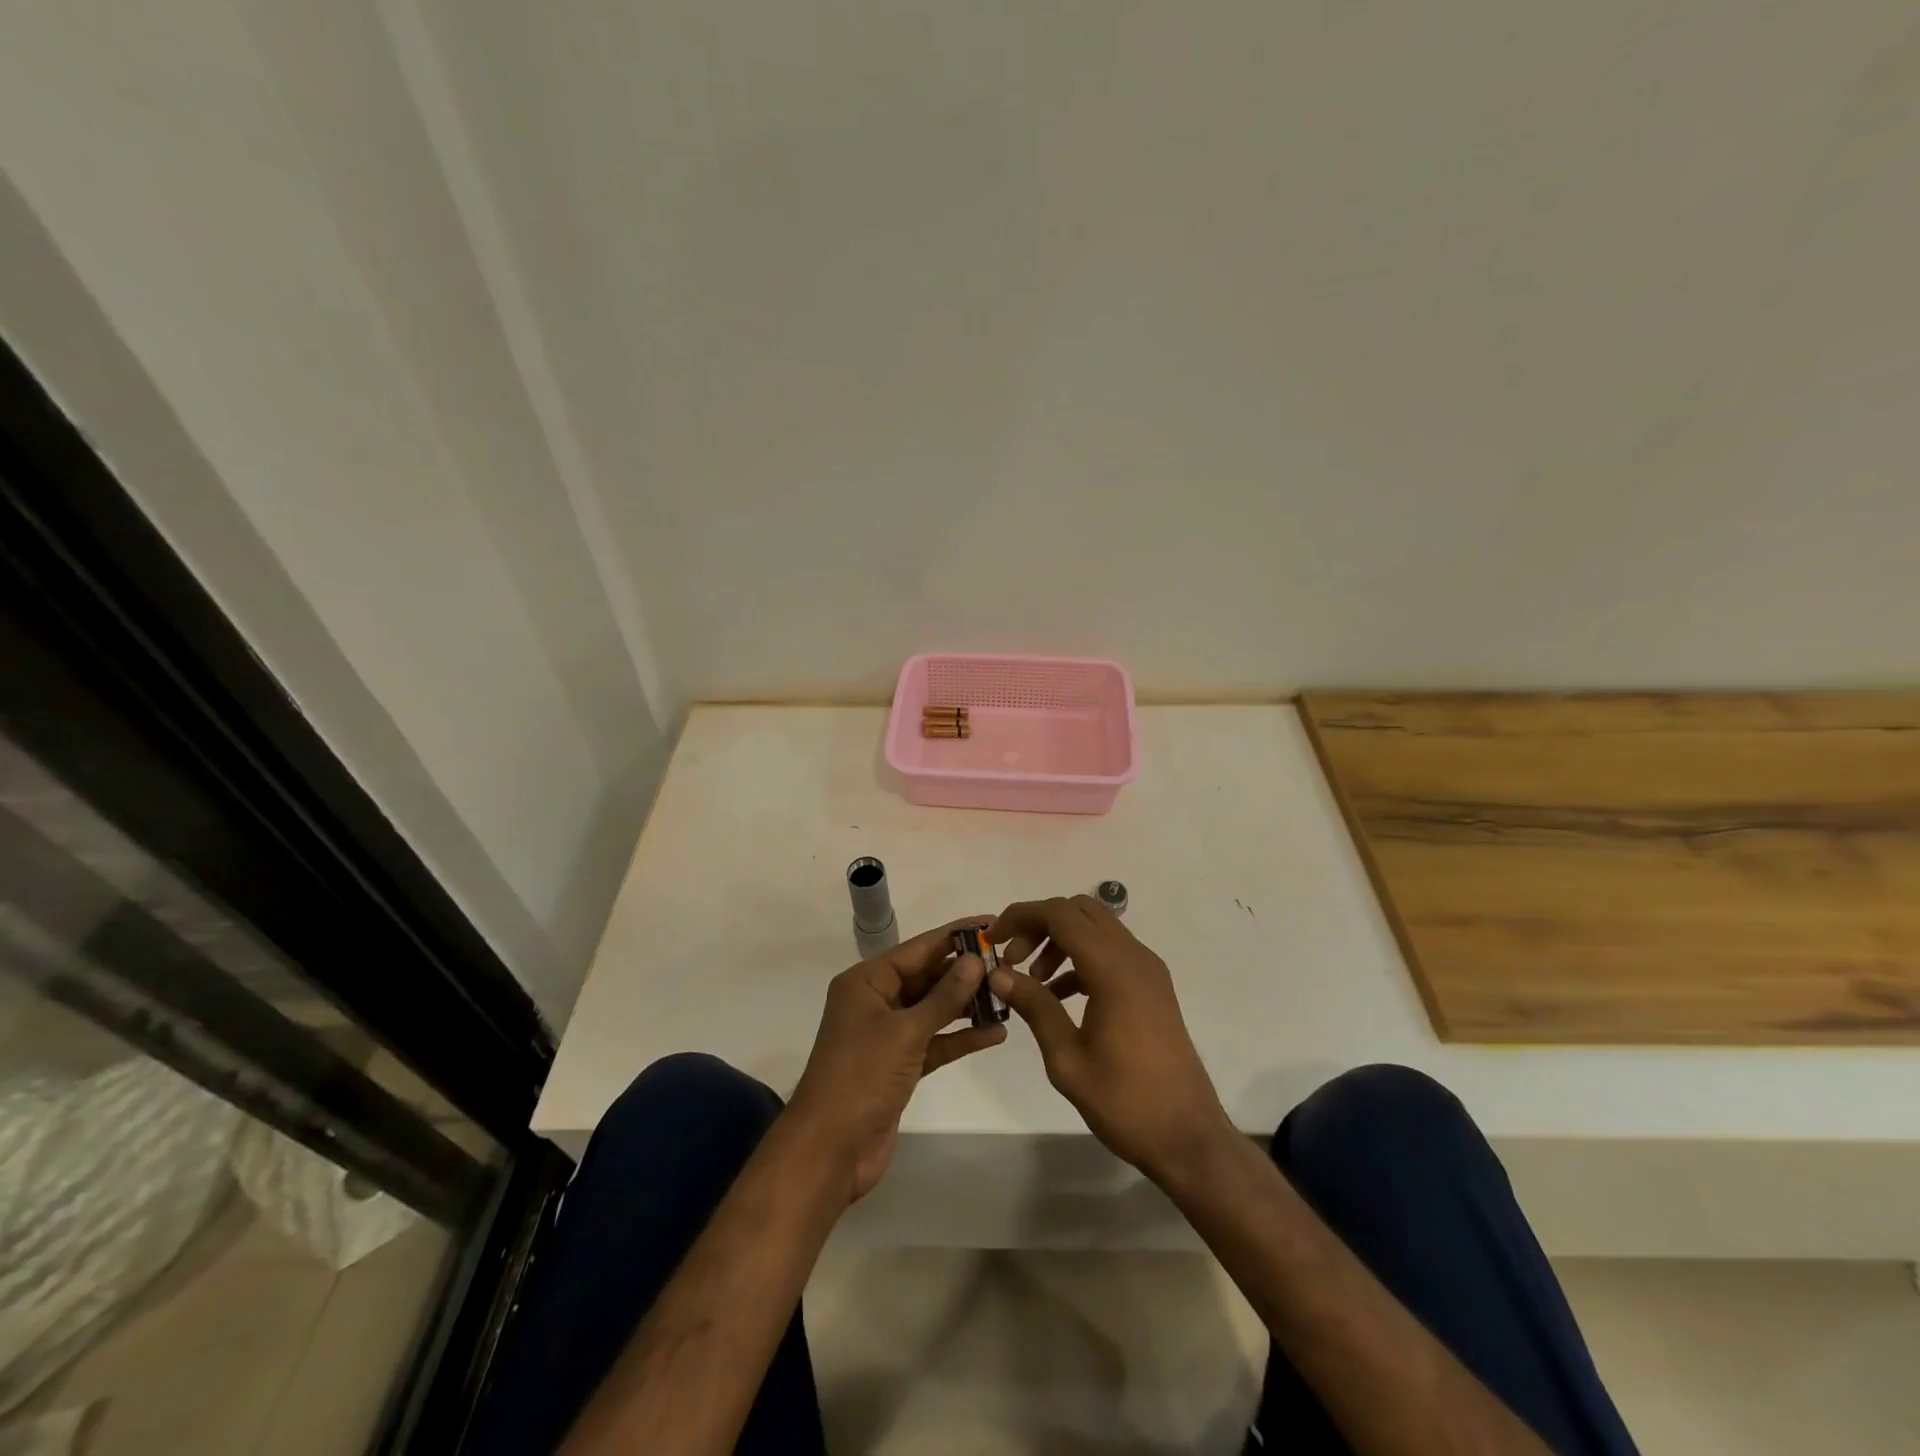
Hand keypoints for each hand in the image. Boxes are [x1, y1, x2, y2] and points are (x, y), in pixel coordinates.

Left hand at [786, 916, 1007, 1204]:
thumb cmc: (861, 1077)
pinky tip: (995, 1033)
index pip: (917, 949)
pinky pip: (935, 1041)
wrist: (830, 1150)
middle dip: (964, 973)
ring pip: (933, 1010)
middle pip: (926, 977)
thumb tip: (975, 960)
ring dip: (967, 1005)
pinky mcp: (899, 1066)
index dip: (954, 936)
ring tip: (1008, 995)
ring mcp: (887, 1035)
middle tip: (1008, 963)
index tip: (990, 923)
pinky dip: (960, 1037)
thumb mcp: (905, 1031)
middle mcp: (876, 1002)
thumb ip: (944, 996)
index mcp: (866, 982)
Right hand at [989, 895, 1232, 1186]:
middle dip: (1040, 924)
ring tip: (1033, 980)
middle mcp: (1135, 957)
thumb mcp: (1067, 1059)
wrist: (1188, 1137)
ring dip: (1060, 940)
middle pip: (1080, 910)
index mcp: (1114, 970)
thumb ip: (1034, 1006)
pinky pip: (1111, 952)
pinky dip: (1081, 958)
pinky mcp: (1152, 986)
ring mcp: (1148, 970)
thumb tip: (998, 974)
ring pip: (1097, 928)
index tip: (994, 939)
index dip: (1022, 916)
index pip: (1061, 915)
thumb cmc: (1125, 1102)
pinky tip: (1059, 996)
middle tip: (1014, 958)